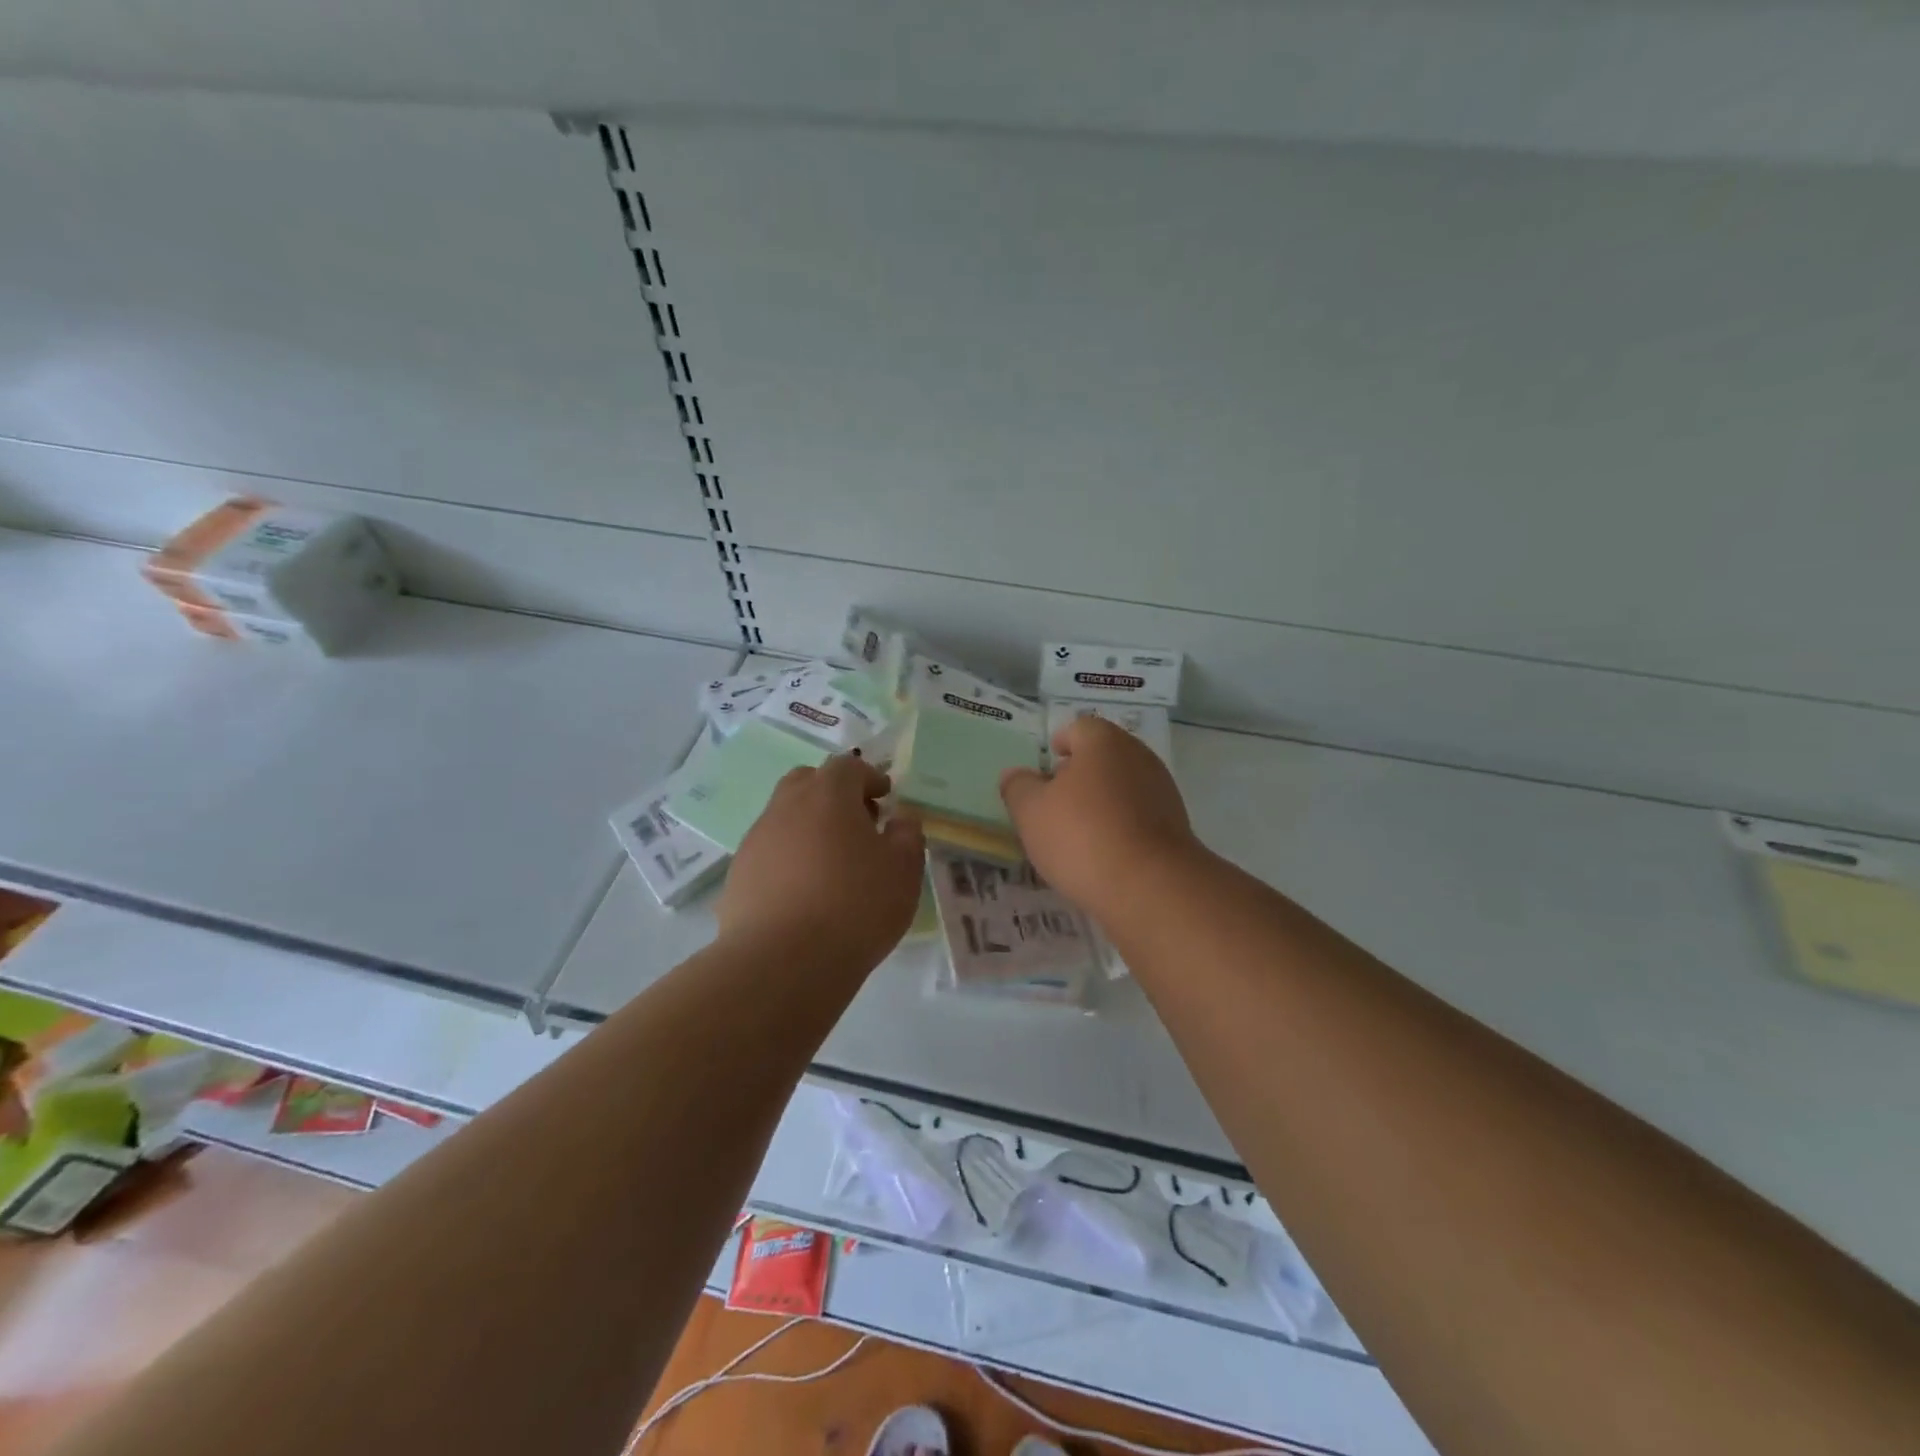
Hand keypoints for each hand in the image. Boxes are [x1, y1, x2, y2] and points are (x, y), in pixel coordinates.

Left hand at [718, 754, 925, 974]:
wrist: (783, 962)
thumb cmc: (855, 906)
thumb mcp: (903, 870)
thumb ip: (907, 835)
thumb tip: (900, 819)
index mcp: (828, 795)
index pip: (848, 766)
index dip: (870, 777)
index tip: (885, 798)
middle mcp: (786, 806)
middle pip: (808, 782)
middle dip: (833, 794)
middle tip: (857, 824)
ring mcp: (756, 840)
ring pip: (784, 817)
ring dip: (809, 827)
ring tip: (831, 864)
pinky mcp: (738, 875)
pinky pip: (769, 852)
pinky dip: (788, 859)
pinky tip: (804, 893)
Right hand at [1000, 715, 1200, 912]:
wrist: (1150, 886)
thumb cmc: (1082, 836)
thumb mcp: (1030, 812)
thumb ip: (1018, 787)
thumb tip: (1016, 775)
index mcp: (1104, 742)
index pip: (1080, 728)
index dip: (1060, 743)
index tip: (1047, 765)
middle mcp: (1139, 757)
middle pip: (1104, 756)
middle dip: (1080, 773)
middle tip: (1056, 799)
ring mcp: (1162, 791)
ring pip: (1124, 786)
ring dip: (1102, 801)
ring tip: (1077, 831)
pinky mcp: (1176, 826)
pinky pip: (1139, 815)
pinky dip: (1121, 825)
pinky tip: (1104, 852)